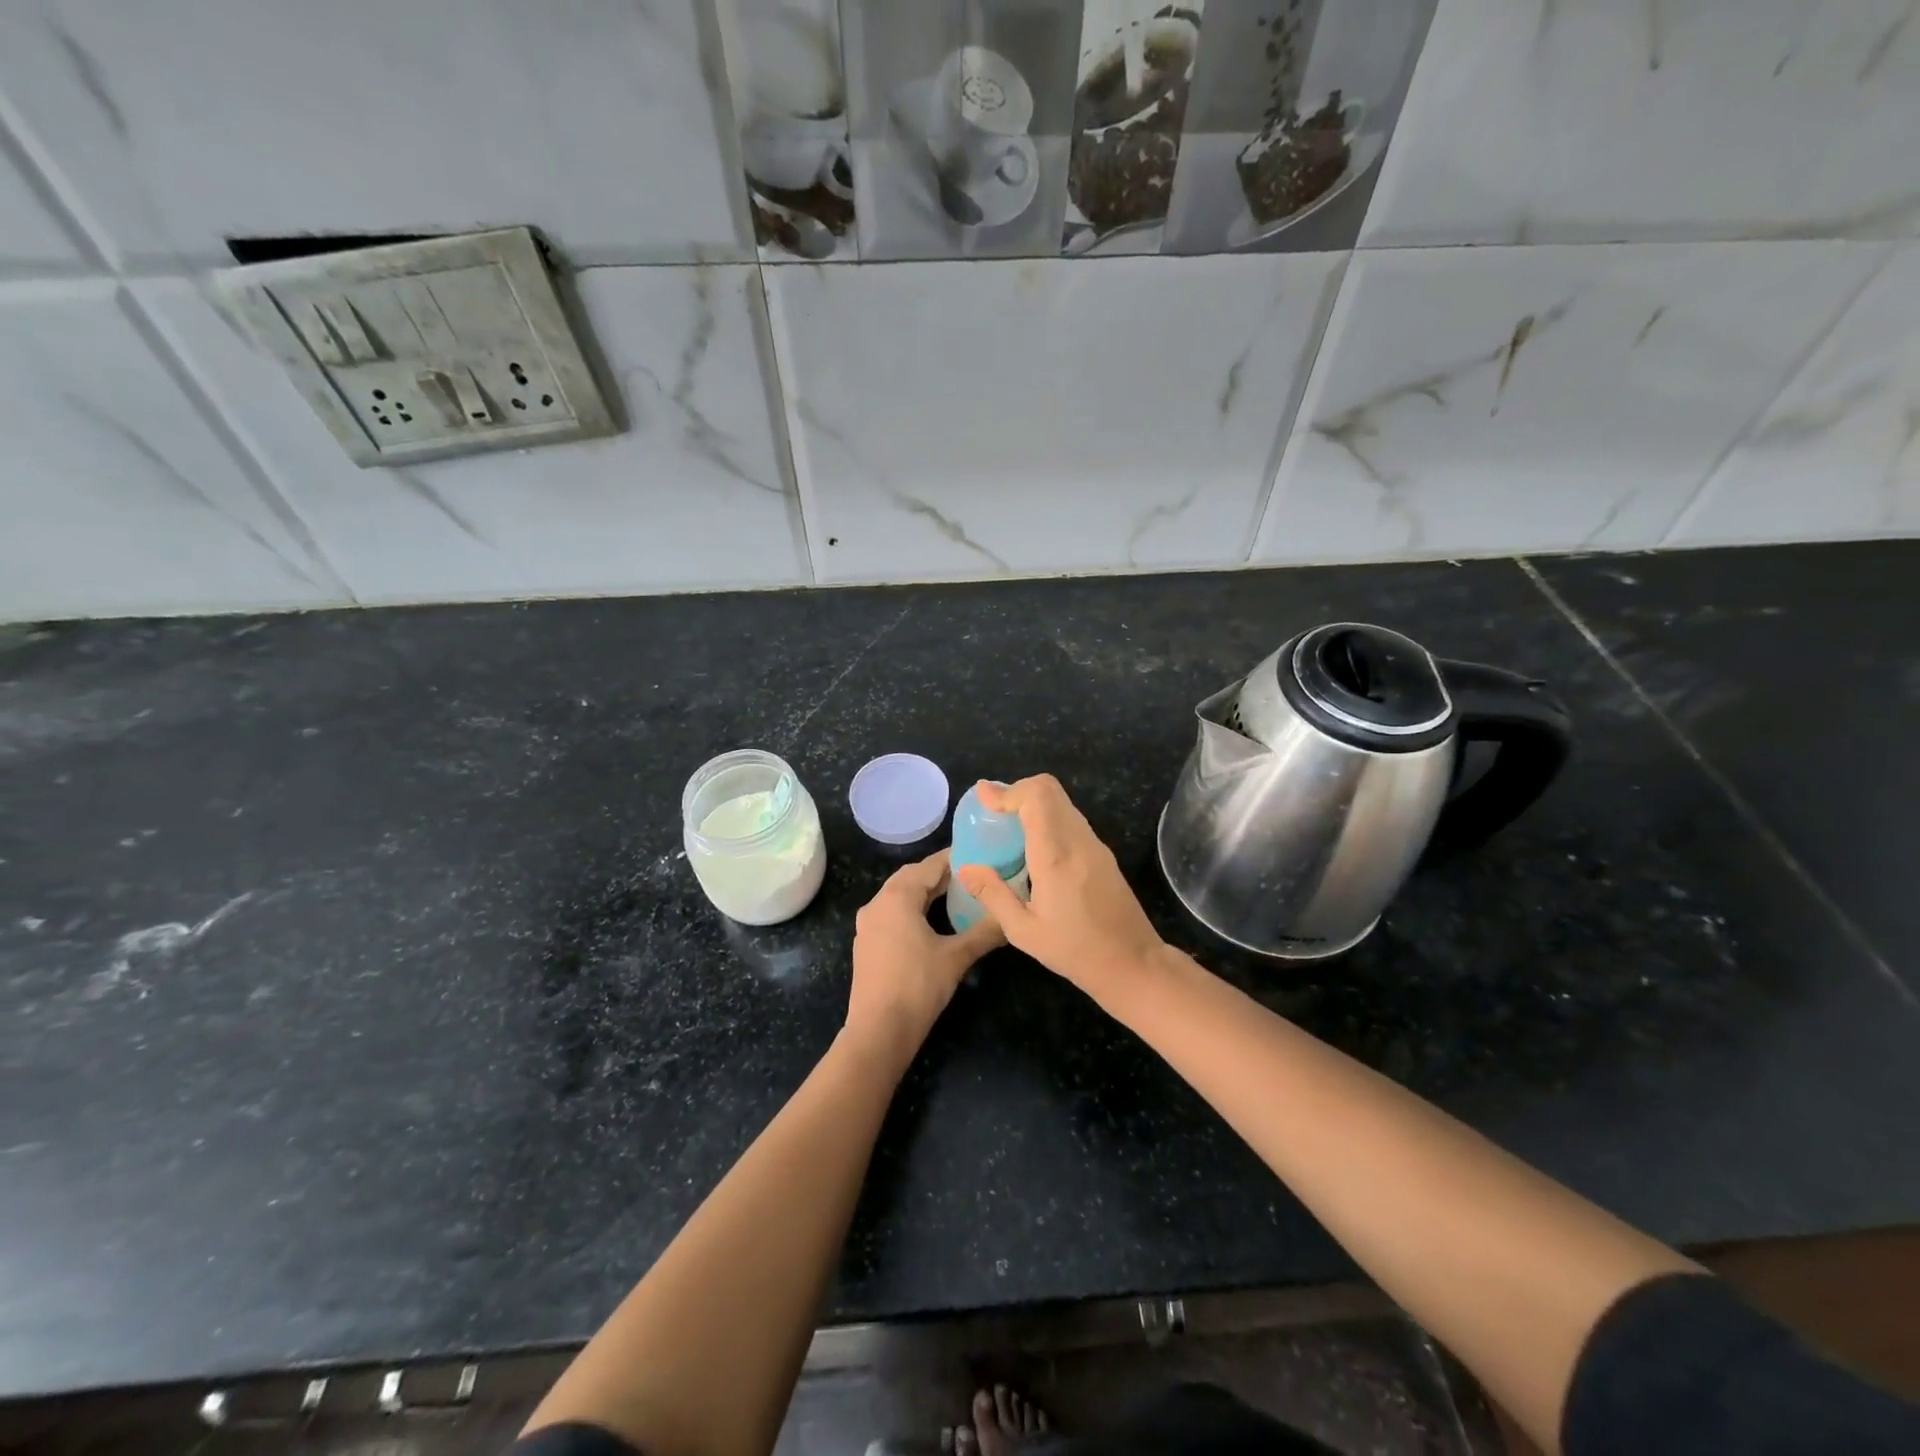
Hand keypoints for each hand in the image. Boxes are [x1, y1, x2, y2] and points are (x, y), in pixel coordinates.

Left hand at [846, 851, 1002, 1057]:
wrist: (878, 1031)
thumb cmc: (918, 986)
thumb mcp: (957, 957)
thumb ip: (985, 932)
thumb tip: (1011, 918)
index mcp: (897, 897)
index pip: (930, 865)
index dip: (955, 859)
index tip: (980, 855)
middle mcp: (877, 903)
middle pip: (912, 877)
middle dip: (940, 874)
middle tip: (972, 874)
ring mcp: (868, 924)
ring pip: (900, 895)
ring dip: (925, 891)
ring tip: (957, 894)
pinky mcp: (867, 943)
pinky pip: (892, 913)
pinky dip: (913, 908)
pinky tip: (932, 921)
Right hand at [954, 775, 1165, 996]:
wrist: (1133, 962)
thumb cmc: (1075, 951)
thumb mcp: (1023, 931)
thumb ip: (993, 895)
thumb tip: (966, 868)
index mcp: (1056, 856)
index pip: (1036, 798)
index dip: (1007, 791)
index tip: (983, 798)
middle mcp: (1078, 840)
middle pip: (1050, 789)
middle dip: (1018, 790)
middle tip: (993, 808)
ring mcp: (1095, 844)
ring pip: (1062, 801)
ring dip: (1033, 802)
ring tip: (1008, 824)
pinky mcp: (1103, 853)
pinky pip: (1071, 819)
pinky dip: (1047, 816)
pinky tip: (1033, 844)